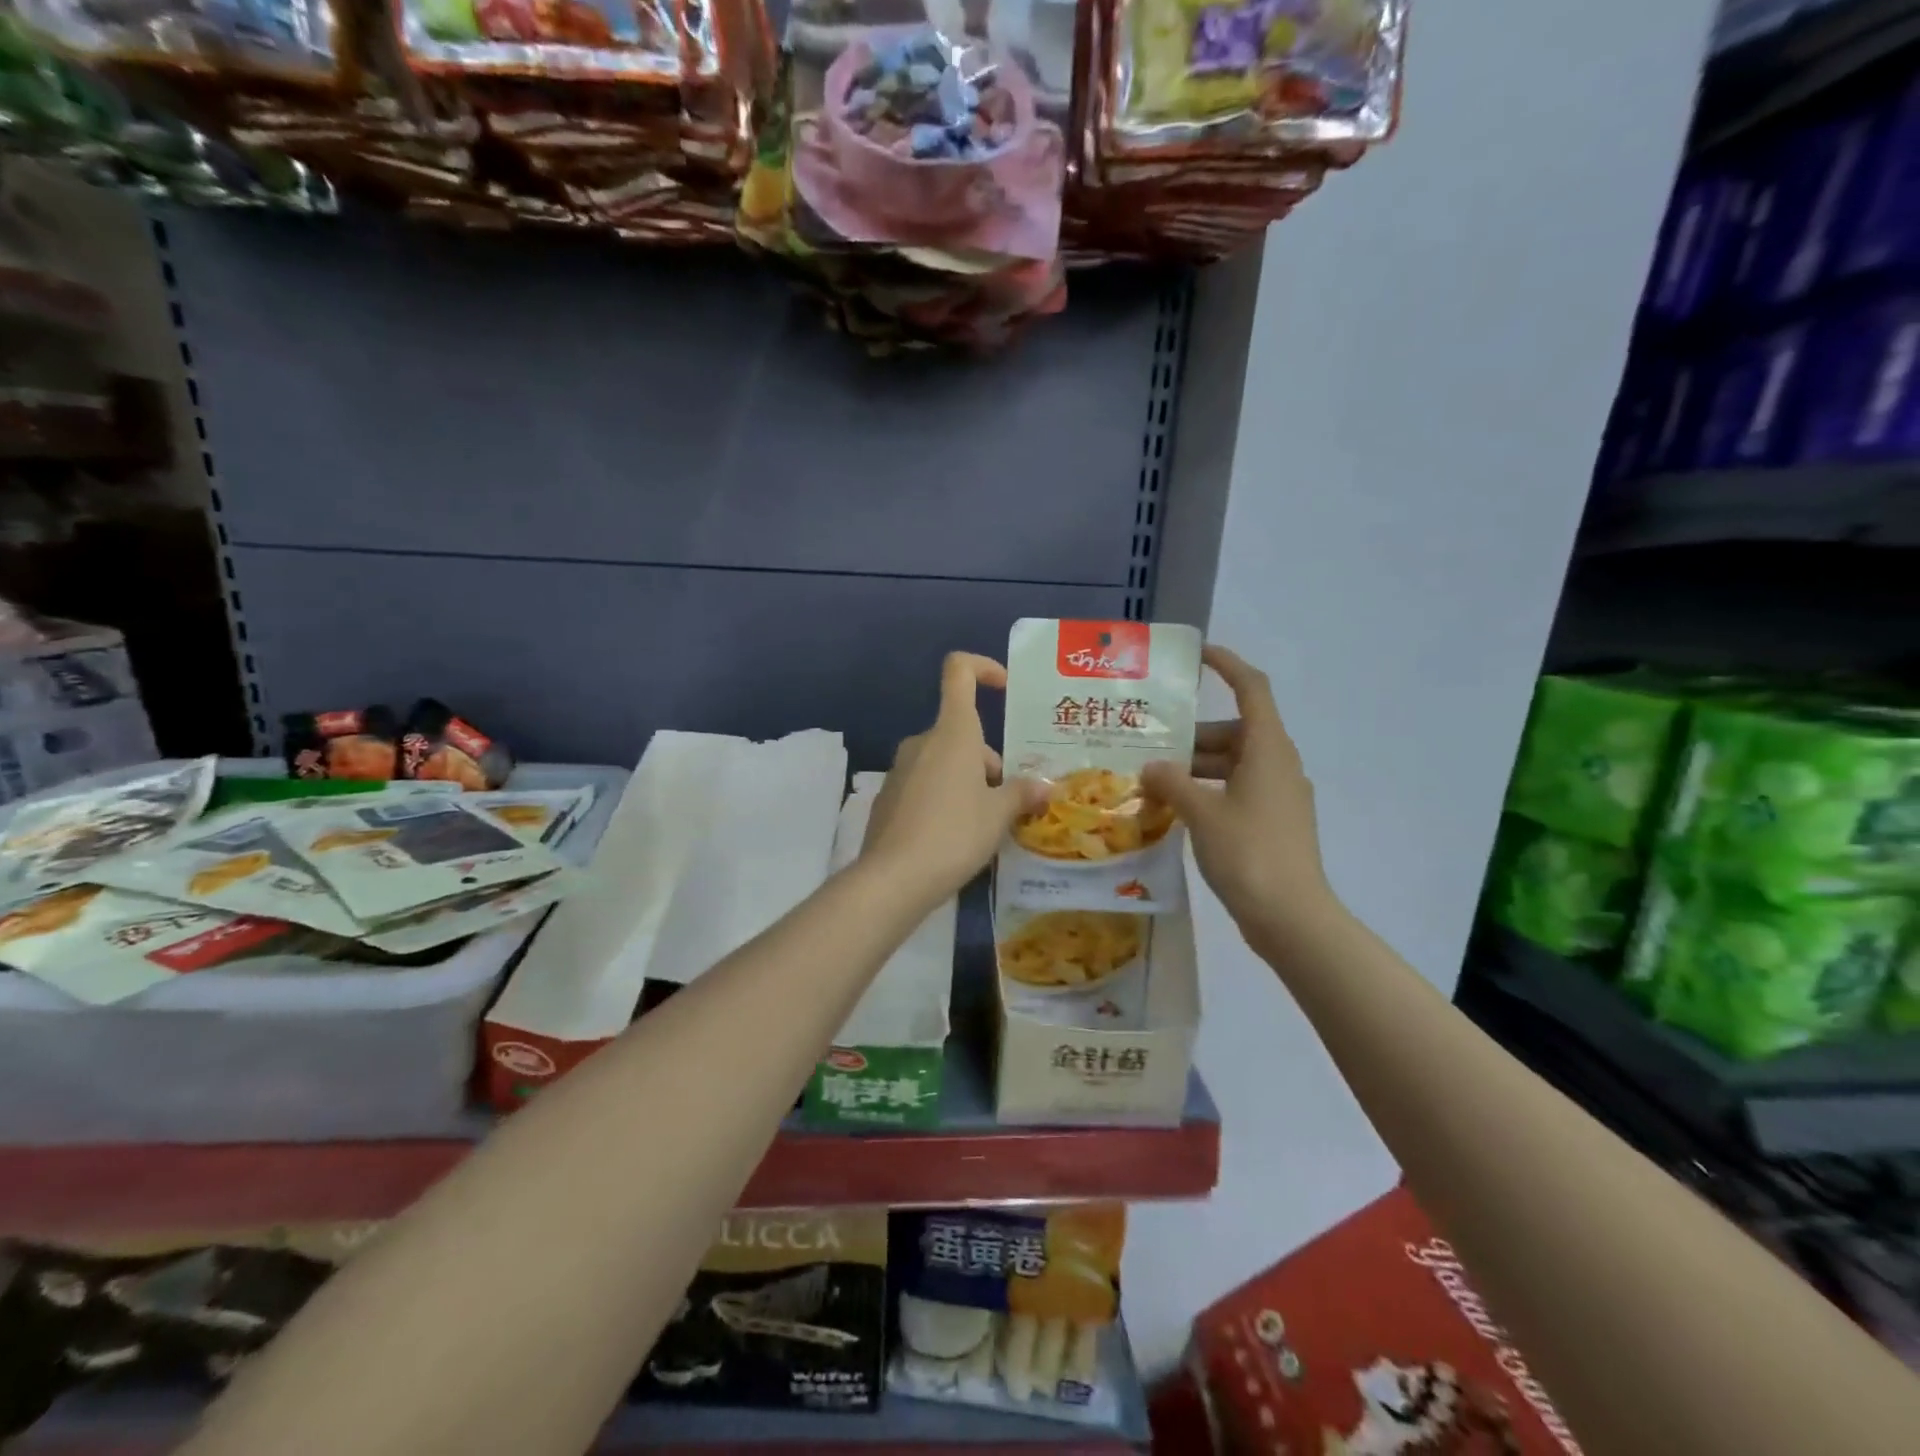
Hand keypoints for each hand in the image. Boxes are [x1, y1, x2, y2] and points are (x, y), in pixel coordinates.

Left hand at [864, 653, 1047, 905]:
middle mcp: (922, 742)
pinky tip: (954, 838)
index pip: (959, 671)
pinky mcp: (888, 798)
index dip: (983, 668)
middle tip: (1008, 801)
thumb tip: (1044, 788)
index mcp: (952, 732)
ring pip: (944, 761)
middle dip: (988, 759)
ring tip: (986, 825)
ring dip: (968, 781)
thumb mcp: (998, 816)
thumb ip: (1022, 794)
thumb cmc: (955, 834)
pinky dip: (944, 798)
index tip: (1004, 688)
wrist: (893, 878)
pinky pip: (925, 786)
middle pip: (960, 732)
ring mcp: (900, 770)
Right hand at [1142, 644, 1337, 934]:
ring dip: (1195, 767)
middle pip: (1233, 731)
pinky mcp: (1272, 823)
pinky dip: (1207, 791)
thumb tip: (1152, 767)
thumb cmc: (1248, 853)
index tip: (1196, 656)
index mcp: (1267, 749)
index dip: (1227, 665)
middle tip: (1148, 742)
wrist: (1291, 917)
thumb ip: (1172, 782)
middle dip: (1191, 735)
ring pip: (1232, 764)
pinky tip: (1174, 808)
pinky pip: (1235, 791)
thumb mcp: (1202, 813)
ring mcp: (1278, 796)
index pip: (1251, 689)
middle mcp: (1277, 764)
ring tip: (1151, 779)